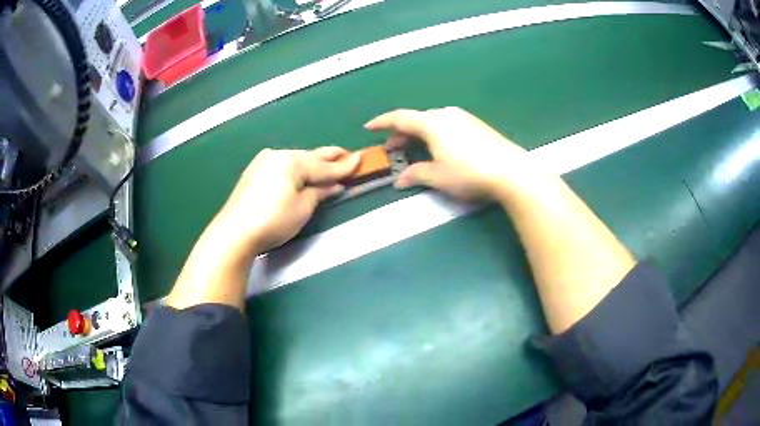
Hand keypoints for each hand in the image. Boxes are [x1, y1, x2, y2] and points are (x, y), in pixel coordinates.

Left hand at [217, 147, 360, 254]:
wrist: (234, 231)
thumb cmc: (273, 220)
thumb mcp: (303, 208)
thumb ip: (320, 192)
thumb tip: (334, 186)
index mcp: (292, 161)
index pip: (324, 165)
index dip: (344, 166)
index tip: (360, 158)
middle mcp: (278, 155)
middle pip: (309, 157)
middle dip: (329, 158)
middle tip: (347, 153)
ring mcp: (263, 162)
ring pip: (295, 161)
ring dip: (311, 163)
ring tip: (327, 163)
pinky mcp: (254, 172)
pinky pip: (282, 166)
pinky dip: (295, 170)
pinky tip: (301, 173)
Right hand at [365, 107, 549, 200]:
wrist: (510, 170)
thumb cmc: (469, 173)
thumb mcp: (438, 177)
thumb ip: (416, 175)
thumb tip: (399, 180)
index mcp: (432, 124)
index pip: (400, 118)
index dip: (382, 122)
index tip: (369, 127)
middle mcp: (446, 115)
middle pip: (417, 119)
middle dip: (402, 133)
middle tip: (393, 148)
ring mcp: (463, 118)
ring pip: (433, 121)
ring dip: (419, 133)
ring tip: (415, 149)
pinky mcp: (476, 124)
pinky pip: (448, 124)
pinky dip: (436, 133)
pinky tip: (440, 147)